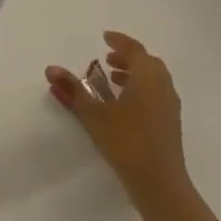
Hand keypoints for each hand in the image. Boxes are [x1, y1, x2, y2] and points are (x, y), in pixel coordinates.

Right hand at [45, 31, 188, 203]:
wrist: (159, 183)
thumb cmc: (126, 141)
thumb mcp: (94, 114)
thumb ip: (73, 90)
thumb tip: (50, 69)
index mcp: (147, 78)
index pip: (134, 50)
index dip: (119, 41)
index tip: (105, 37)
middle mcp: (163, 87)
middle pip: (147, 63)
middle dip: (127, 58)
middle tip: (106, 59)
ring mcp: (170, 106)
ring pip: (154, 80)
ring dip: (134, 74)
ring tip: (112, 80)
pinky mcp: (170, 123)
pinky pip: (156, 94)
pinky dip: (141, 89)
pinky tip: (124, 105)